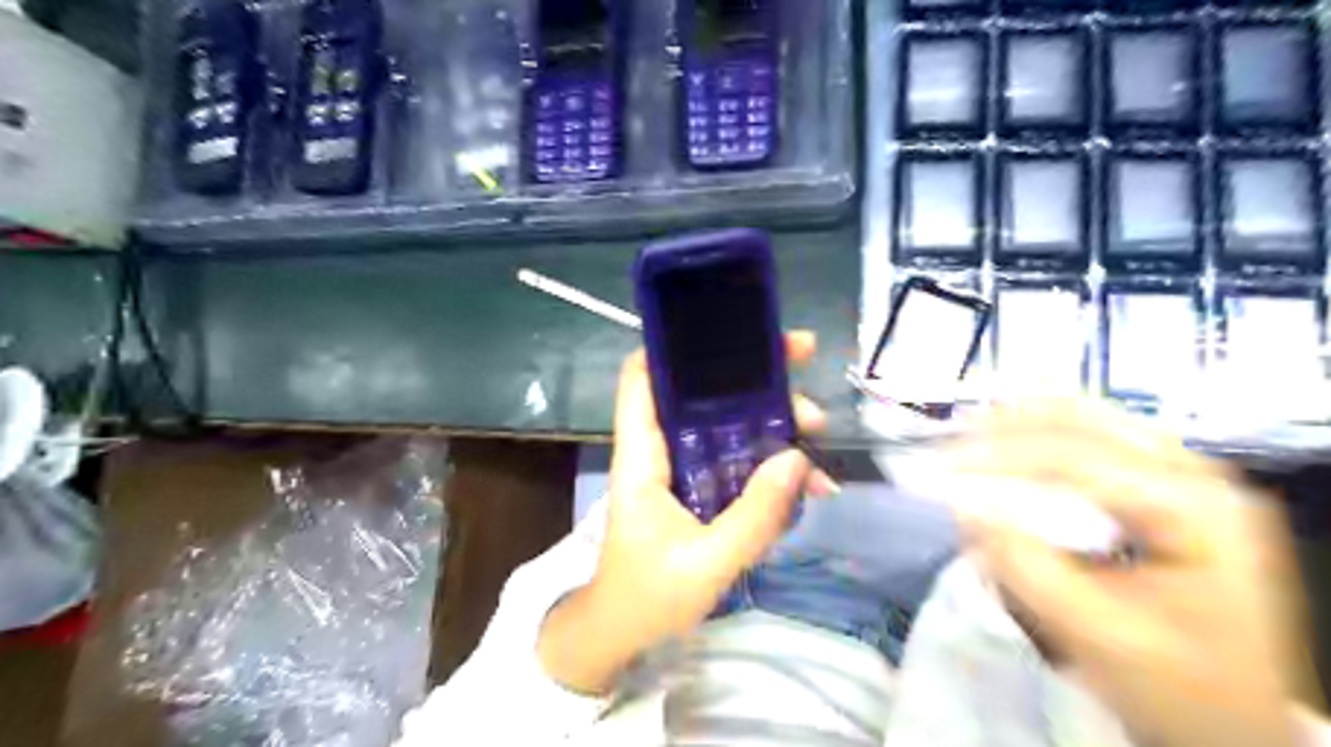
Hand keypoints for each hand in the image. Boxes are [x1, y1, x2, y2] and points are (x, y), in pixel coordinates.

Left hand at [538, 329, 829, 695]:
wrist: (625, 631)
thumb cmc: (648, 595)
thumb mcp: (706, 563)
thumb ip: (753, 517)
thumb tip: (796, 459)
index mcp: (643, 456)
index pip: (641, 378)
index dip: (672, 344)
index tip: (728, 328)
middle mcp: (662, 449)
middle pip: (700, 390)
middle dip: (752, 373)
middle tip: (804, 358)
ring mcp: (683, 468)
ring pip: (728, 424)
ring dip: (773, 418)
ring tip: (817, 429)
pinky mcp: (701, 489)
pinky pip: (739, 461)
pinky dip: (772, 464)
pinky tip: (811, 482)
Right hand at [952, 401, 1306, 745]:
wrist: (1235, 714)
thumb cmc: (1174, 683)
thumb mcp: (1095, 633)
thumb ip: (1025, 566)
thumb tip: (963, 505)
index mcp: (1196, 511)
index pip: (1080, 460)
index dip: (1003, 457)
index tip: (944, 467)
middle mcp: (1197, 475)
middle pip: (1088, 421)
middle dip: (1010, 424)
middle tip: (951, 437)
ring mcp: (1187, 474)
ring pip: (1091, 418)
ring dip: (1025, 421)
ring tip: (969, 428)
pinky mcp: (1168, 483)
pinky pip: (1097, 437)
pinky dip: (1045, 433)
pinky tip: (1010, 438)